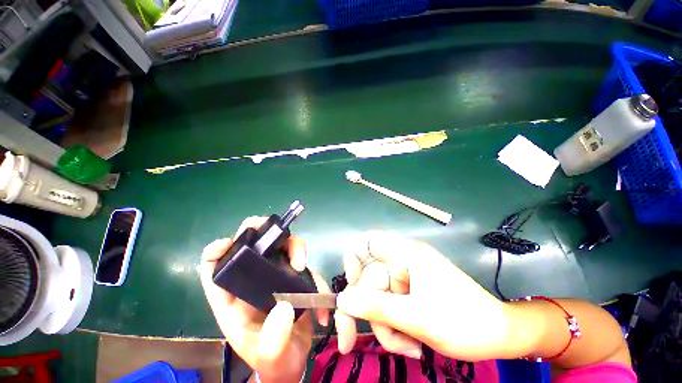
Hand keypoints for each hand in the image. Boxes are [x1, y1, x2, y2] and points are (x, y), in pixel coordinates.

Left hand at [200, 217, 330, 382]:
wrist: (294, 361)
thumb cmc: (273, 360)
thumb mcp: (269, 356)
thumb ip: (273, 339)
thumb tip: (284, 306)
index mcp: (232, 297)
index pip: (214, 267)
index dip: (217, 250)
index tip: (228, 245)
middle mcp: (253, 280)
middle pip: (253, 243)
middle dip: (264, 232)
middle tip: (280, 237)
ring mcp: (276, 275)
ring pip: (283, 246)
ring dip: (295, 248)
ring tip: (302, 267)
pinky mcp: (294, 276)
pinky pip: (305, 264)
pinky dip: (314, 274)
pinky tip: (320, 298)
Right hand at [335, 232, 521, 360]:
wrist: (501, 336)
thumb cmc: (465, 323)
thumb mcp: (418, 318)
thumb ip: (376, 308)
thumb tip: (342, 300)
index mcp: (406, 254)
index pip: (367, 243)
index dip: (353, 259)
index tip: (351, 285)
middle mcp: (403, 262)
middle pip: (369, 281)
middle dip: (366, 313)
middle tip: (350, 341)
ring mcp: (407, 279)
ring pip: (378, 300)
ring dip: (385, 327)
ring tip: (407, 346)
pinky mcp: (411, 294)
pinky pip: (390, 308)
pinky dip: (394, 328)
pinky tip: (411, 344)